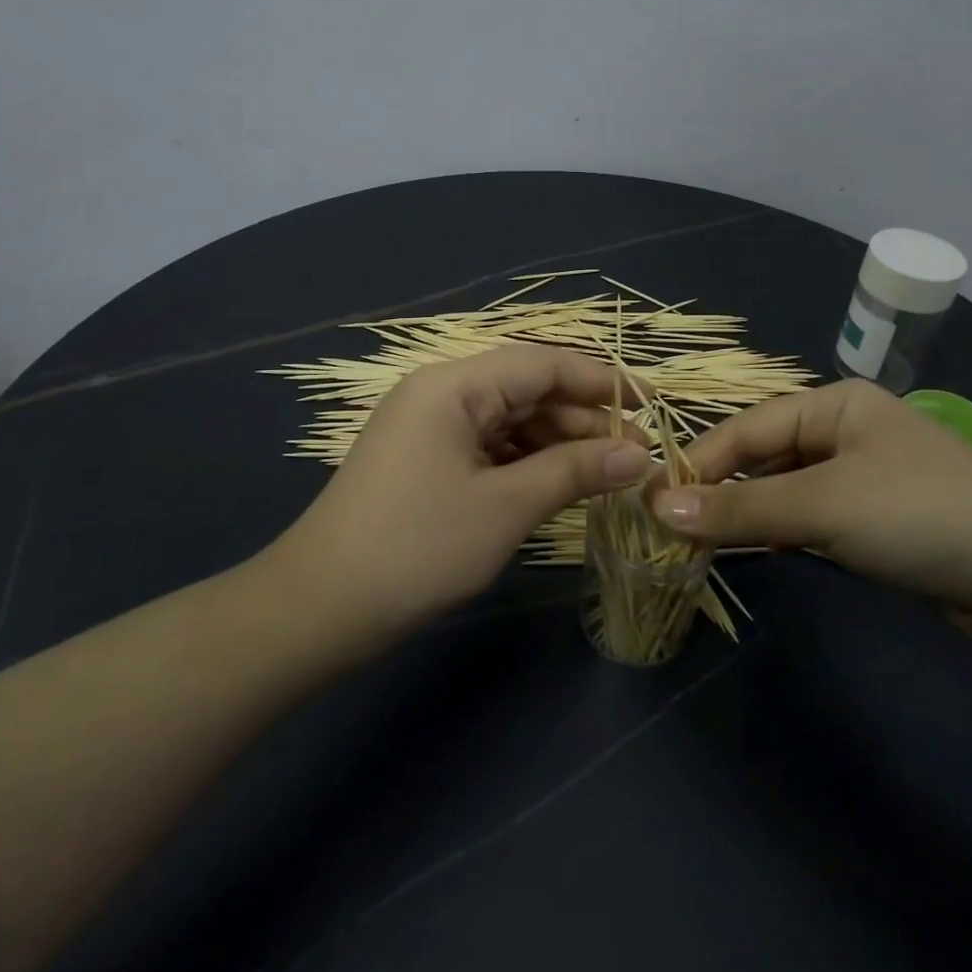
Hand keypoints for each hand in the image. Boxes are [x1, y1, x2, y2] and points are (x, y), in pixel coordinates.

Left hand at [268, 346, 649, 644]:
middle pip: (526, 390)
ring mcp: (428, 428)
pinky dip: (526, 463)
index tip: (651, 406)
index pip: (543, 364)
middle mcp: (440, 393)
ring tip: (606, 474)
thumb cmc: (418, 547)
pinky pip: (488, 447)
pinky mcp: (424, 461)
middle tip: (635, 456)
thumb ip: (576, 470)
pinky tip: (557, 485)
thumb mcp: (506, 506)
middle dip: (582, 419)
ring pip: (510, 421)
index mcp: (454, 385)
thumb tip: (640, 454)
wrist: (320, 607)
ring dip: (558, 443)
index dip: (602, 381)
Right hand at [651, 379, 971, 614]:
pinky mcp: (874, 519)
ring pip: (784, 490)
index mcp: (835, 404)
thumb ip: (740, 509)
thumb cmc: (917, 514)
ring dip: (747, 515)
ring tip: (700, 543)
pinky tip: (756, 552)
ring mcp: (861, 476)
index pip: (747, 428)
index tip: (654, 500)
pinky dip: (780, 533)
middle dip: (721, 491)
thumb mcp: (821, 506)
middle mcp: (845, 431)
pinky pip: (810, 518)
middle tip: (672, 528)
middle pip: (764, 457)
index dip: (700, 463)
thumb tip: (659, 511)